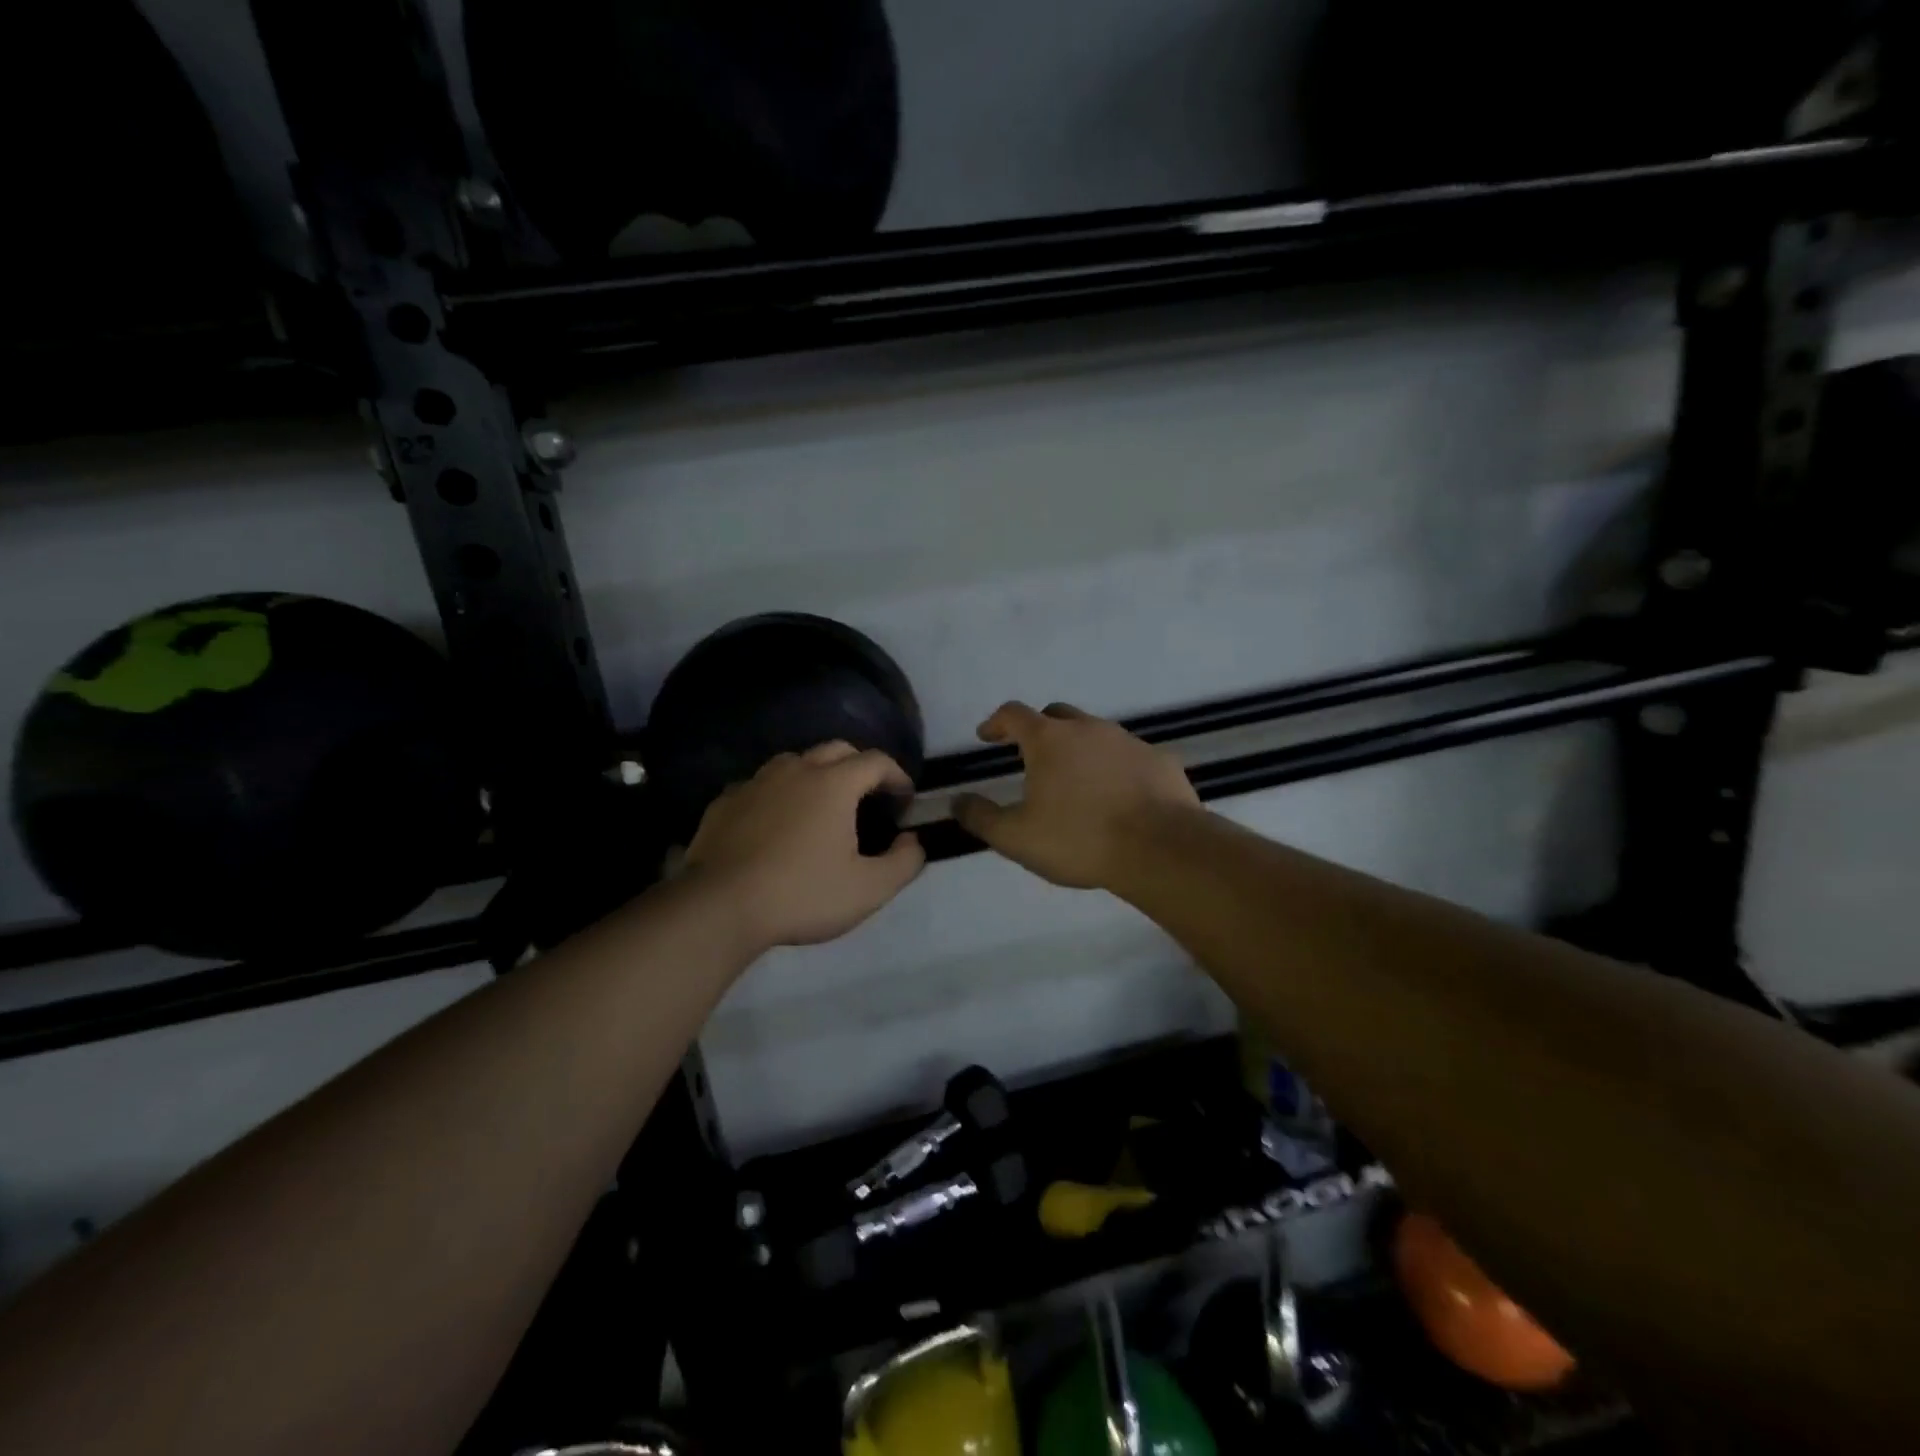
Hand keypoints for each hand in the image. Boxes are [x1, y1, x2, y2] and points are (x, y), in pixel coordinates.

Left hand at [683, 741, 925, 949]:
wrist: (719, 906)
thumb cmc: (802, 894)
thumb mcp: (868, 889)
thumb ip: (904, 863)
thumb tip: (913, 841)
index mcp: (834, 783)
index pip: (876, 761)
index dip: (897, 776)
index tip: (904, 799)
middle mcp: (795, 770)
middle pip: (836, 750)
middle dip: (859, 766)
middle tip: (868, 796)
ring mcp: (755, 782)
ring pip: (794, 762)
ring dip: (815, 775)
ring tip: (820, 806)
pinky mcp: (724, 802)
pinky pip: (760, 786)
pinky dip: (777, 795)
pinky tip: (775, 823)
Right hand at [953, 702, 1201, 889]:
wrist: (1160, 848)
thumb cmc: (1079, 839)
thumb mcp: (1016, 837)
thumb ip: (981, 817)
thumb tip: (957, 801)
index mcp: (1049, 740)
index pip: (1014, 714)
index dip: (996, 722)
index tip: (987, 736)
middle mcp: (1088, 728)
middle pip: (1056, 715)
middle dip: (1038, 729)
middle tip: (1031, 756)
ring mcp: (1128, 741)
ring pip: (1095, 733)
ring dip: (1079, 748)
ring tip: (1075, 780)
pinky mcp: (1159, 760)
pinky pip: (1128, 756)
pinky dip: (1114, 767)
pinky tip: (1117, 794)